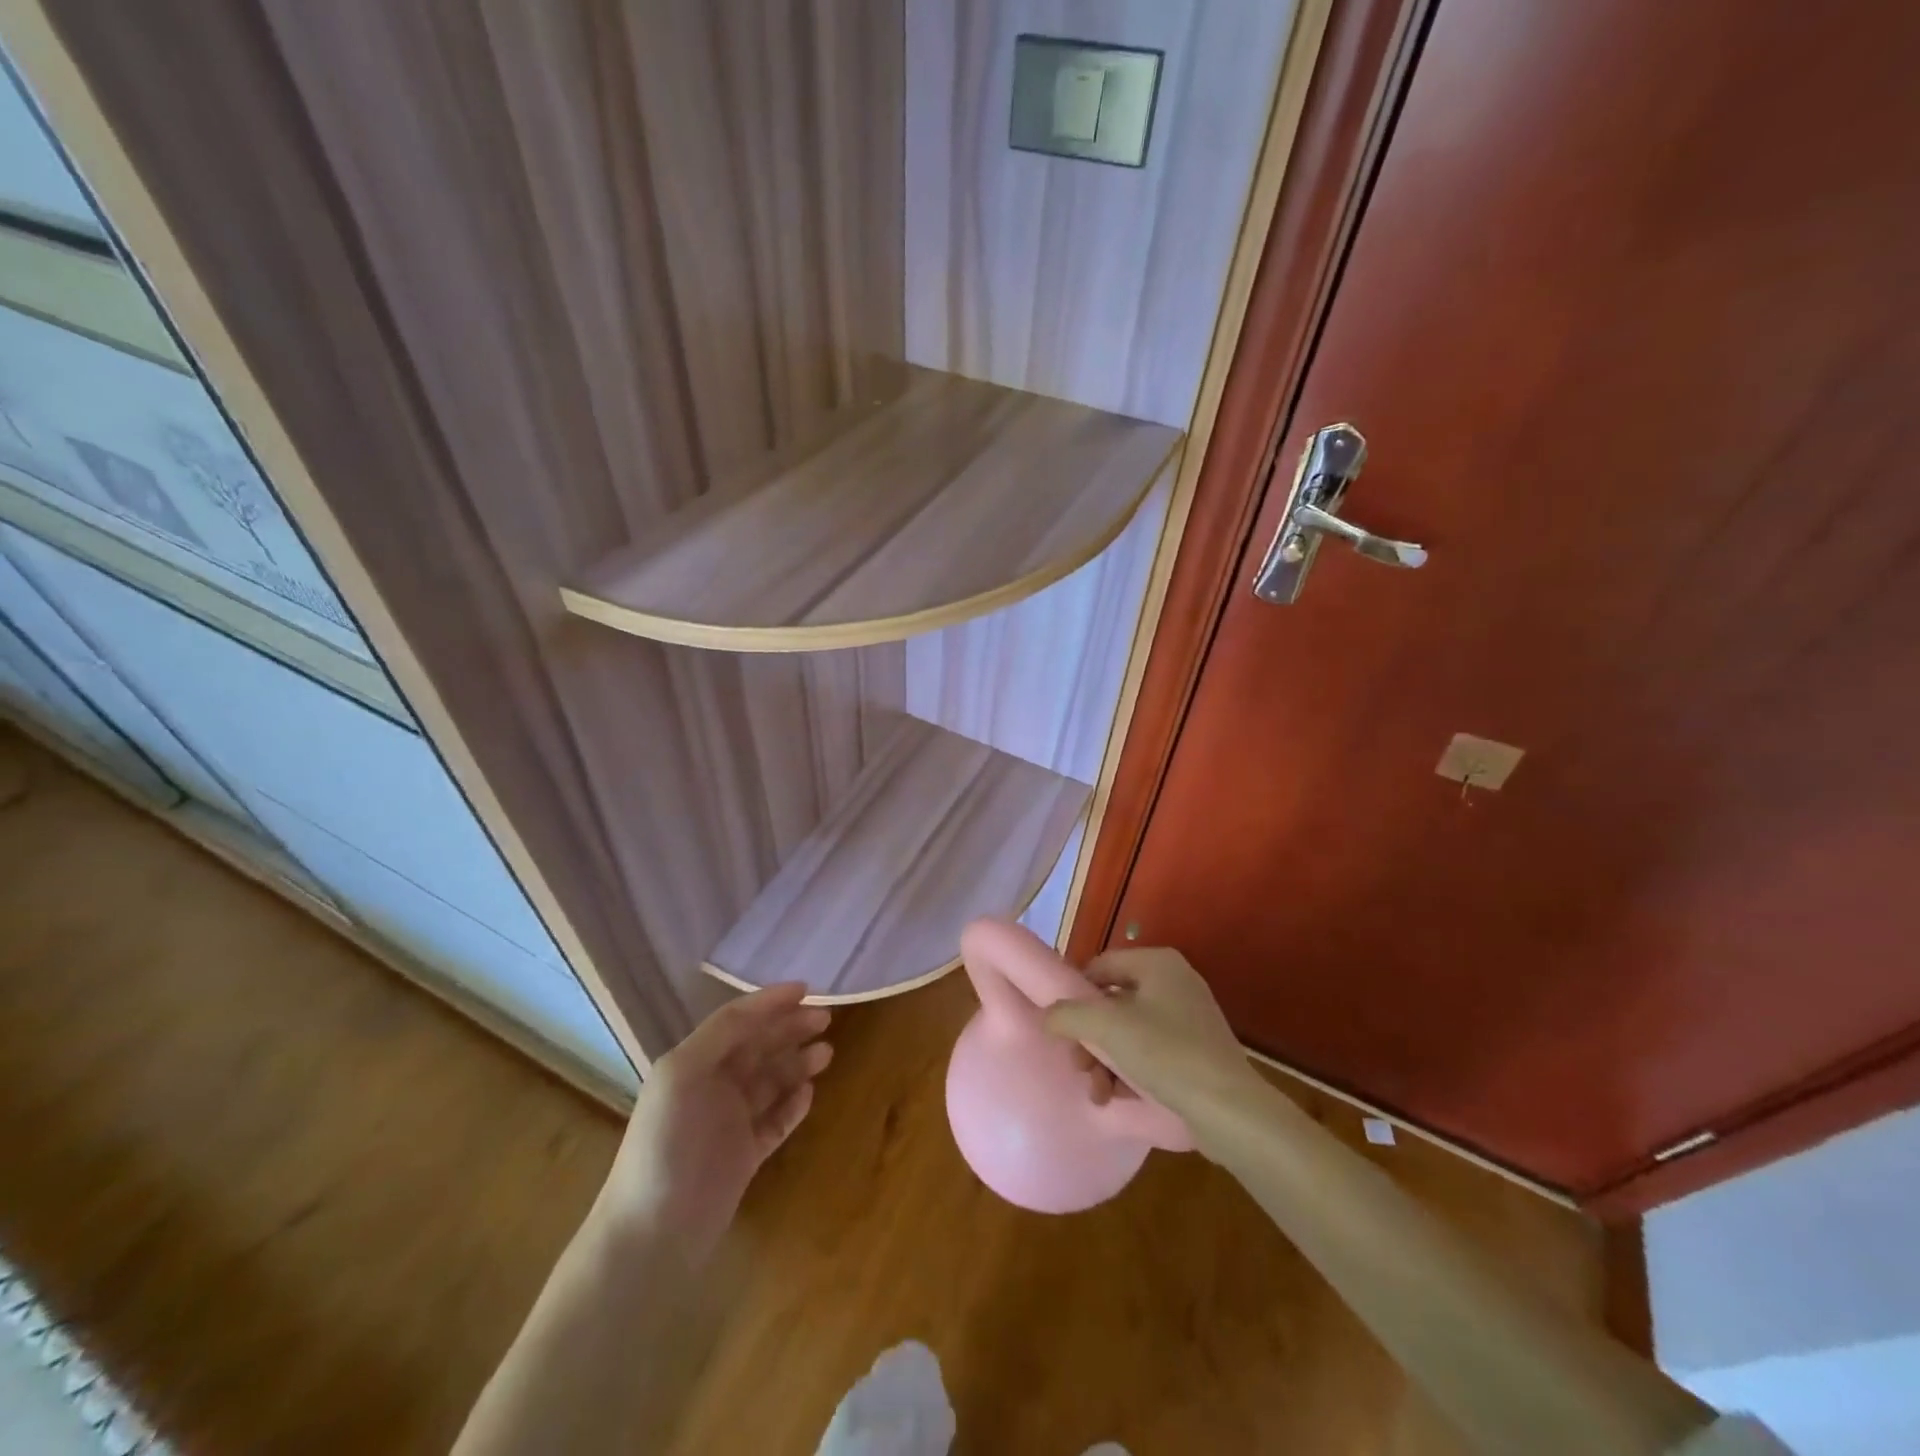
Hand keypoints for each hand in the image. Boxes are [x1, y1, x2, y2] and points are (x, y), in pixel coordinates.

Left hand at [598, 983, 831, 1261]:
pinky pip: (775, 1120)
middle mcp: (711, 1086)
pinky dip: (793, 1104)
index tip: (807, 989)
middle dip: (790, 1028)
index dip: (770, 1002)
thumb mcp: (683, 1074)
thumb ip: (722, 1035)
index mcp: (692, 1062)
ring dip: (797, 1063)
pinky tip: (810, 1093)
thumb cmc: (666, 1145)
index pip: (736, 1020)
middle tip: (826, 1018)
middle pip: (758, 1046)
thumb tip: (764, 1007)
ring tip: (827, 1053)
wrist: (652, 1236)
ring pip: (771, 1081)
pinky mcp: (744, 1156)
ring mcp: (729, 1123)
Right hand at [1041, 946, 1259, 1127]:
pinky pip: (1149, 1052)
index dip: (1075, 993)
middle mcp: (1174, 982)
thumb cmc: (1166, 1054)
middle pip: (1112, 1002)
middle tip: (1078, 1065)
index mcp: (1157, 963)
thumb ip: (1069, 1014)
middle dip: (1089, 1037)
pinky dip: (1128, 1070)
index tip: (1060, 1024)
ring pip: (1128, 1031)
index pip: (1101, 965)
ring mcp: (1188, 1018)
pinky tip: (1116, 1097)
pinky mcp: (1195, 1051)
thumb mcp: (1108, 1028)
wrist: (1230, 1110)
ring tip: (1096, 1092)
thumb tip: (1047, 1014)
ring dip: (1104, 1060)